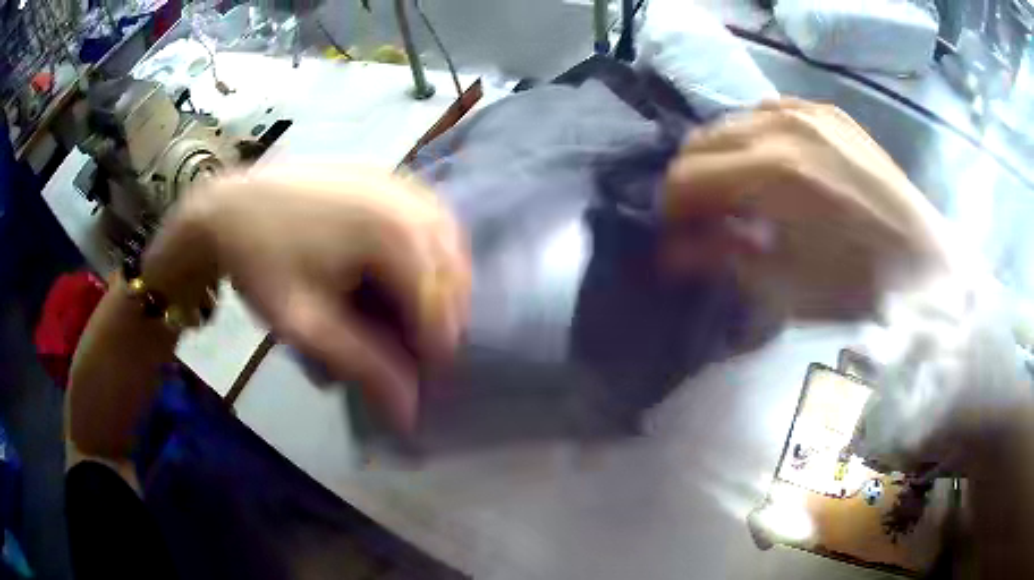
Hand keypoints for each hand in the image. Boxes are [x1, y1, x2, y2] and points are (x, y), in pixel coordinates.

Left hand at [145, 166, 470, 431]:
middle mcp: (408, 200)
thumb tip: (409, 415)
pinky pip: (429, 216)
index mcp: (392, 232)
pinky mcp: (385, 175)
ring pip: (448, 242)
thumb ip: (363, 366)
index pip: (439, 307)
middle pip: (452, 273)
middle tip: (413, 354)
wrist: (227, 208)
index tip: (415, 386)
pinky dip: (430, 250)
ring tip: (415, 315)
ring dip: (441, 285)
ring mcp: (398, 181)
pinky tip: (408, 269)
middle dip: (441, 320)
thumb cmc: (260, 264)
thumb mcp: (305, 324)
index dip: (433, 355)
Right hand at [663, 98, 950, 318]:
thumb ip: (721, 257)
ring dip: (722, 158)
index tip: (679, 236)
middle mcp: (782, 125)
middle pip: (701, 142)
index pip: (686, 176)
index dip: (671, 210)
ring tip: (742, 191)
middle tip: (707, 218)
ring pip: (731, 122)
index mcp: (773, 173)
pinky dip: (755, 137)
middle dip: (692, 183)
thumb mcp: (785, 286)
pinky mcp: (826, 110)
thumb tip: (670, 253)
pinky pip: (768, 111)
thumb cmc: (858, 283)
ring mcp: (807, 110)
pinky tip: (774, 164)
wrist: (922, 257)